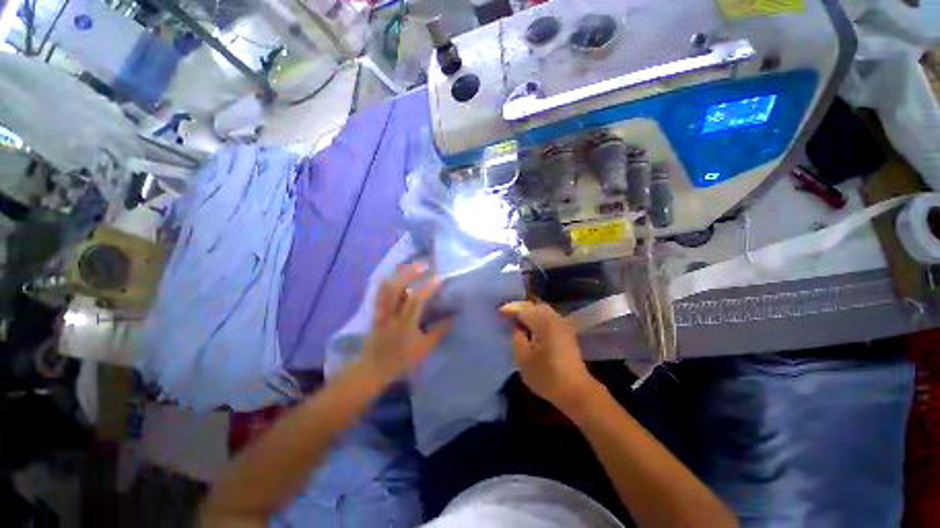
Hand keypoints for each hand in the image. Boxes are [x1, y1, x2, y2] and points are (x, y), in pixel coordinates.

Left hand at [360, 263, 451, 382]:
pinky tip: (397, 275)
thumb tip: (454, 318)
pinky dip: (389, 280)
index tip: (439, 278)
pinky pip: (380, 292)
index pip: (416, 300)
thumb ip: (439, 332)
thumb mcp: (424, 349)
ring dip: (399, 274)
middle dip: (410, 272)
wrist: (373, 369)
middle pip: (396, 287)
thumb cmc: (401, 360)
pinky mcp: (375, 312)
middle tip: (424, 265)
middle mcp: (390, 314)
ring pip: (386, 287)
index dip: (428, 287)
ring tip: (412, 266)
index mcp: (405, 324)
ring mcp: (380, 312)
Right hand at [499, 300, 597, 409]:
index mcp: (543, 322)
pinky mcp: (565, 331)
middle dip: (518, 307)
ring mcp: (562, 323)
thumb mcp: (523, 358)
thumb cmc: (547, 376)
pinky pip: (547, 316)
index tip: (497, 312)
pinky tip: (529, 325)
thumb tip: (514, 325)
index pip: (523, 309)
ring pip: (541, 309)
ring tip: (514, 318)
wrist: (576, 391)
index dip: (509, 309)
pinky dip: (536, 316)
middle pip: (533, 305)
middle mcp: (554, 318)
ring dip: (527, 311)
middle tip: (505, 313)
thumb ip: (516, 337)